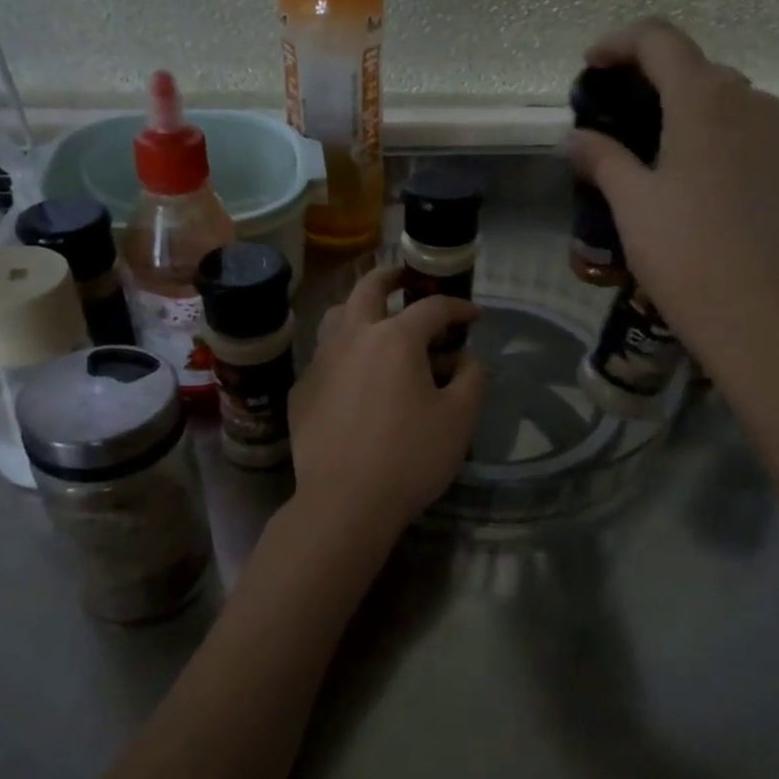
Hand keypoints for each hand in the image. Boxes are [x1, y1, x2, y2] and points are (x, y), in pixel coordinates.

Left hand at [289, 266, 488, 548]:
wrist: (345, 502)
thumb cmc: (410, 456)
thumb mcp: (460, 419)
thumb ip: (473, 378)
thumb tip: (469, 359)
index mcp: (395, 338)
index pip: (432, 307)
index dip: (458, 307)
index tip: (474, 315)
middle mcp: (353, 337)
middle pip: (369, 288)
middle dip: (391, 277)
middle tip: (405, 279)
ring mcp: (321, 362)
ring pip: (337, 316)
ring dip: (358, 308)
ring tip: (374, 320)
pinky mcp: (303, 390)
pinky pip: (324, 356)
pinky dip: (342, 351)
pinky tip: (353, 374)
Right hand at [562, 17, 778, 369]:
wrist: (765, 318)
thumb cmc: (685, 254)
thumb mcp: (631, 205)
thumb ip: (603, 159)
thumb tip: (576, 138)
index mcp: (703, 100)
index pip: (659, 39)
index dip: (621, 43)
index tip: (594, 66)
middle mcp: (756, 104)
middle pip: (702, 75)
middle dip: (663, 87)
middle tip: (633, 125)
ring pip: (742, 113)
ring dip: (705, 123)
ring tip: (681, 168)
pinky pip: (771, 149)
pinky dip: (742, 157)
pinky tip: (727, 201)